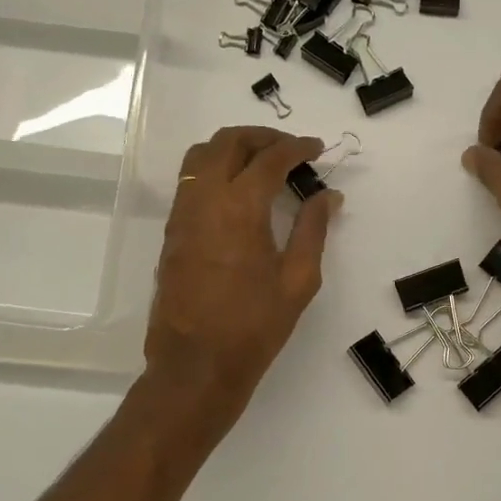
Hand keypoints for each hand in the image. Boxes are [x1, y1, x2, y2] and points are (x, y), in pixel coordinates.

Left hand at [146, 127, 340, 414]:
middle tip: (291, 149)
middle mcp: (204, 199)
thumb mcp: (298, 279)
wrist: (197, 363)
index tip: (317, 149)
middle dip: (263, 137)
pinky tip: (239, 191)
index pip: (269, 158)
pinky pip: (191, 180)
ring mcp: (182, 213)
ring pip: (202, 155)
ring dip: (234, 147)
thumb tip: (328, 196)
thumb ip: (313, 229)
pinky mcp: (172, 231)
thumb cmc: (255, 325)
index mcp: (240, 207)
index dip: (297, 147)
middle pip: (229, 142)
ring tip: (263, 163)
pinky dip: (216, 168)